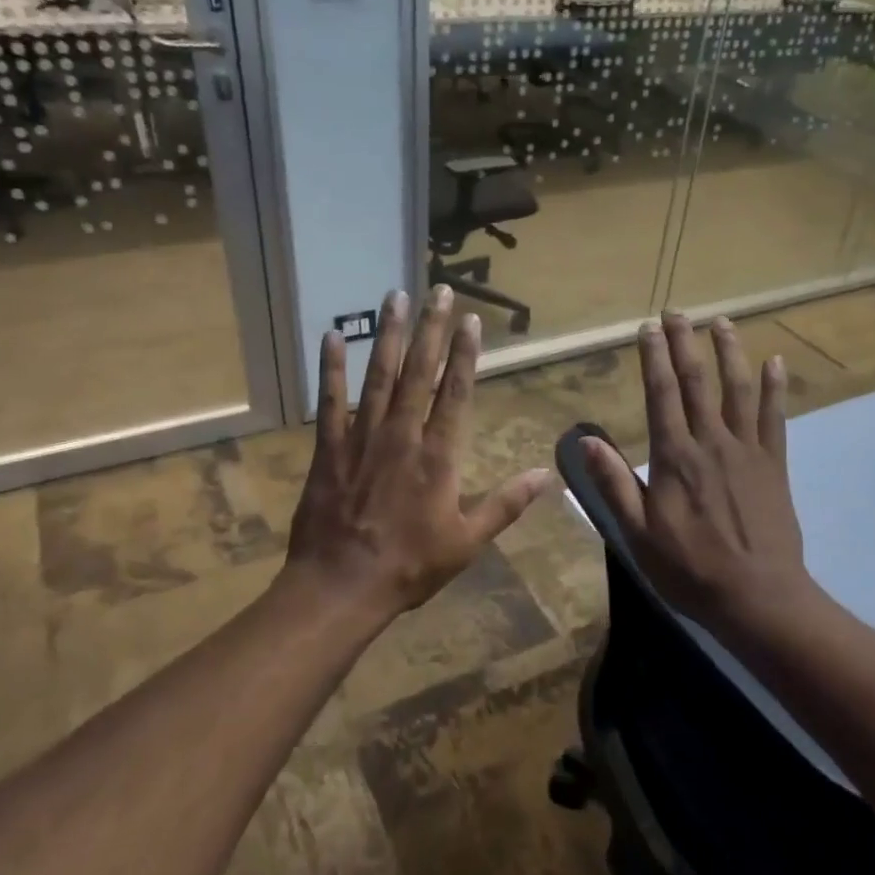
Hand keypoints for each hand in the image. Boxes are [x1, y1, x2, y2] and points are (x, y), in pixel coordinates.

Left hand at [285, 285, 553, 617]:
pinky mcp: (329, 448)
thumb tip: (546, 475)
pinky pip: (331, 401)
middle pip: (419, 372)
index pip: (456, 393)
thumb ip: (506, 504)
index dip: (464, 354)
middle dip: (430, 329)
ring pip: (379, 376)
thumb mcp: (468, 541)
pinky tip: (333, 336)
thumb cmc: (410, 566)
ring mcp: (362, 438)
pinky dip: (331, 368)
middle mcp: (402, 435)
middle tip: (437, 289)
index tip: (469, 319)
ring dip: (389, 335)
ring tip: (395, 296)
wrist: (341, 586)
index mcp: (439, 456)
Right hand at [584, 313, 814, 633]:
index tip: (647, 328)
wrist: (758, 597)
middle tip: (677, 311)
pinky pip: (775, 417)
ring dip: (730, 352)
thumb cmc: (690, 569)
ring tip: (722, 322)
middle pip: (697, 382)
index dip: (654, 358)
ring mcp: (747, 450)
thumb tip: (586, 440)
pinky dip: (775, 387)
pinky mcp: (774, 464)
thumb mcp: (638, 533)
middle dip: (685, 343)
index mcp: (674, 457)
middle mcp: (711, 442)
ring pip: (739, 390)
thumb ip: (614, 484)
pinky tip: (775, 362)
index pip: (661, 395)